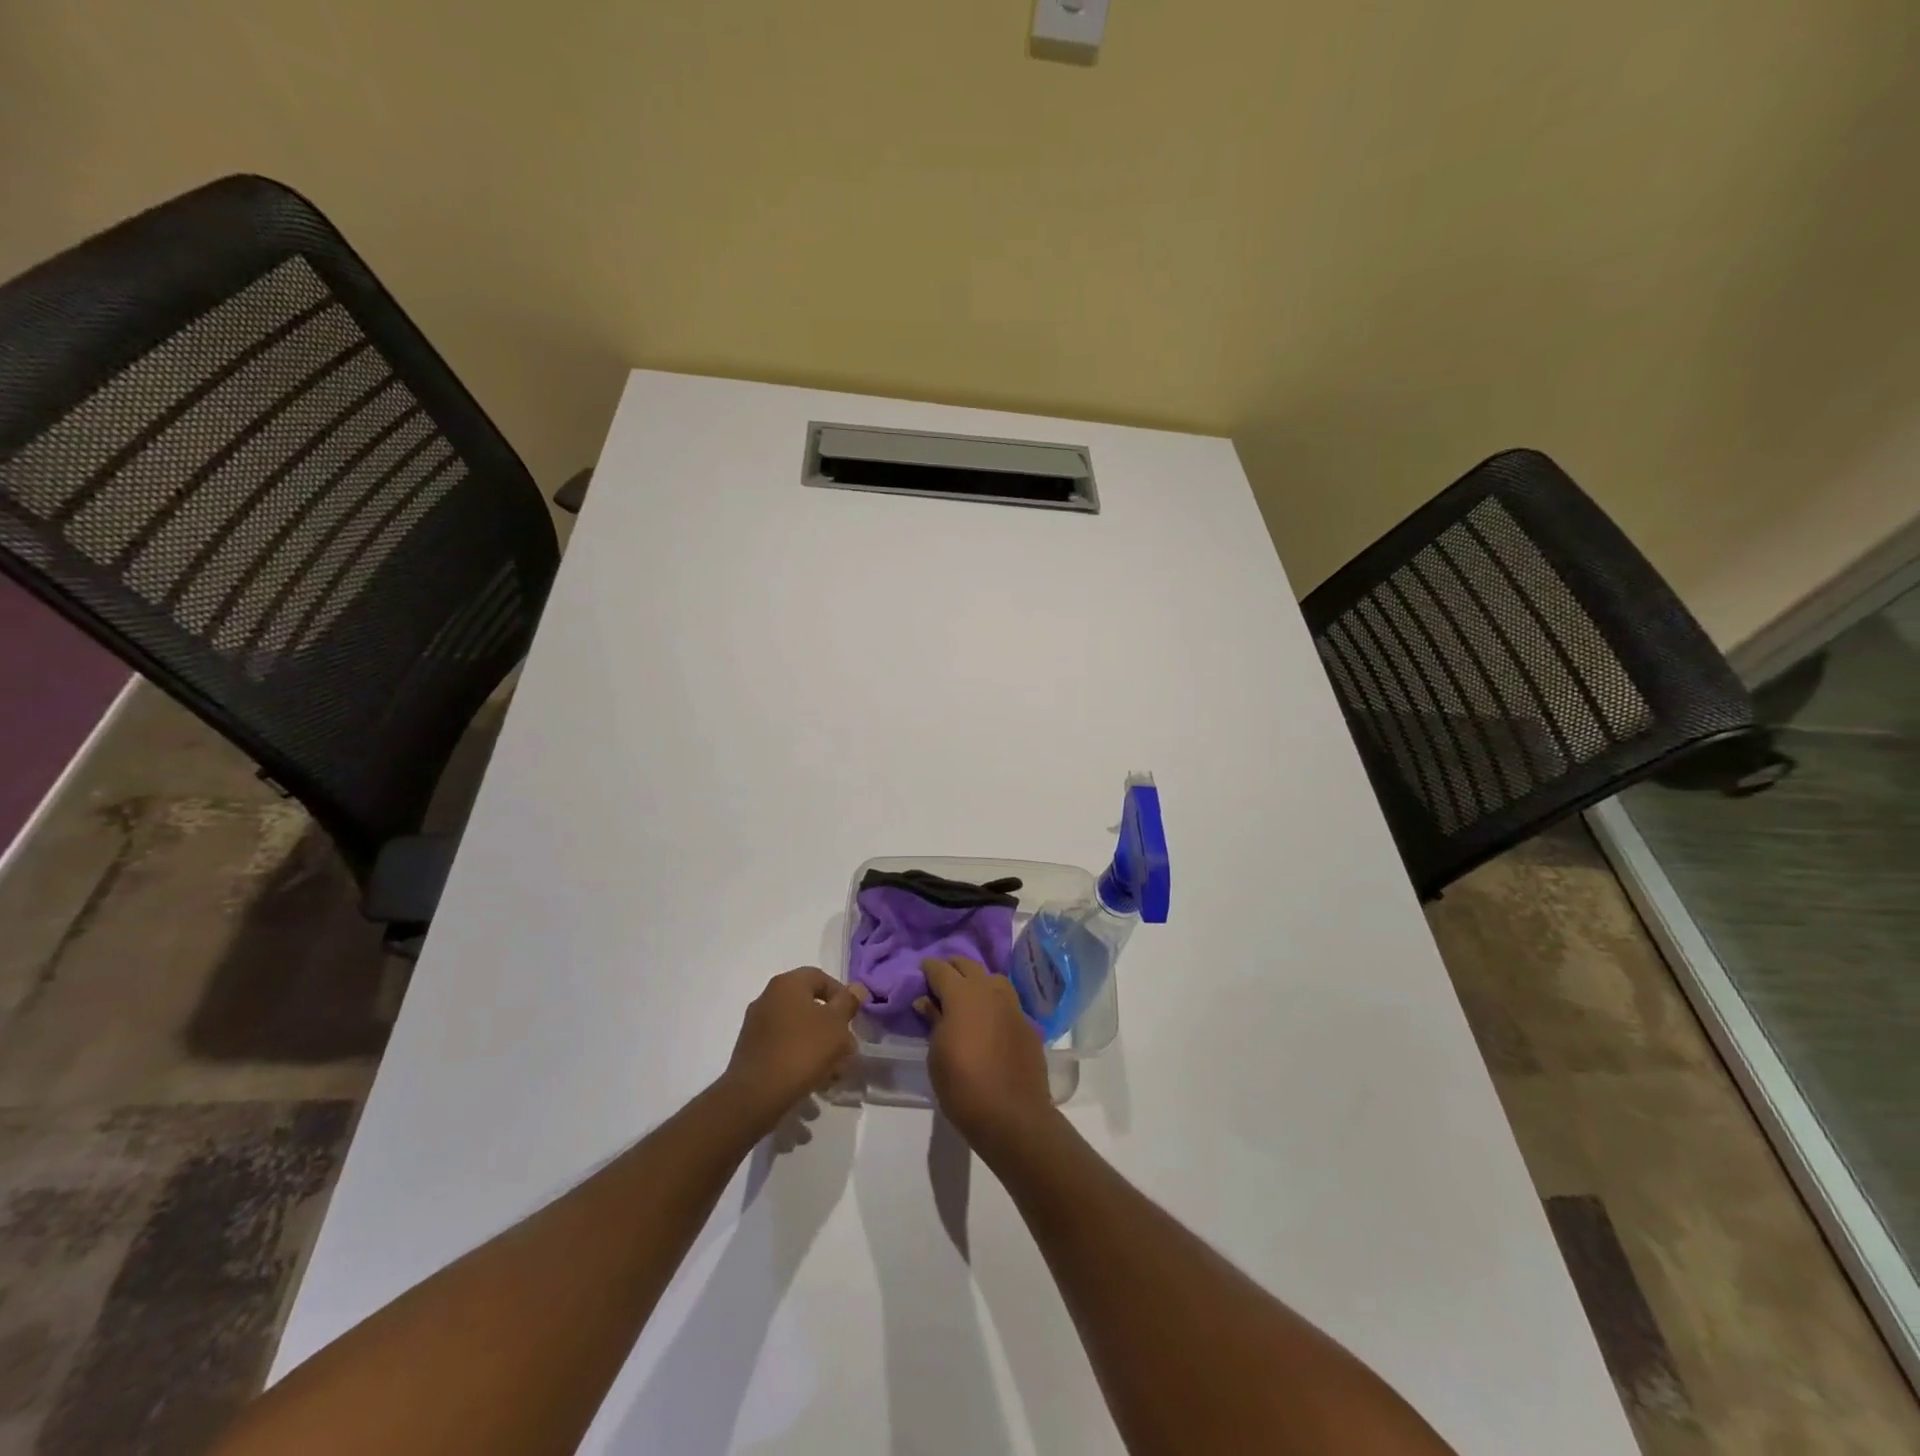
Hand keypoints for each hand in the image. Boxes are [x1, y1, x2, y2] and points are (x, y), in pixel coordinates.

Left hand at [721, 968, 867, 1127]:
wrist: (756, 1095)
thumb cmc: (802, 1050)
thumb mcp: (836, 1024)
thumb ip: (848, 1003)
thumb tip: (857, 988)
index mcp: (787, 984)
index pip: (820, 977)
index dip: (842, 996)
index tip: (854, 1019)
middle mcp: (768, 998)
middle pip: (810, 1006)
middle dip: (832, 1027)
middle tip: (847, 1050)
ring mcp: (757, 1025)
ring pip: (798, 1029)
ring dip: (819, 1046)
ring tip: (834, 1073)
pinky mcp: (751, 1051)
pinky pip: (784, 1047)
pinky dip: (801, 1058)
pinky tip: (814, 1081)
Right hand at [914, 956, 1054, 1152]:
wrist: (1012, 1115)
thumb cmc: (962, 1085)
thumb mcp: (937, 1054)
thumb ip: (933, 1021)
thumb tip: (927, 1001)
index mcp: (962, 994)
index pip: (941, 969)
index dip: (929, 969)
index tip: (921, 972)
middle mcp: (989, 991)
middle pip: (969, 966)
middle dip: (953, 967)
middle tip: (941, 980)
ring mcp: (1013, 1006)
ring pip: (993, 979)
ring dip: (978, 981)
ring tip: (967, 997)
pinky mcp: (1028, 1024)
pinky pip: (1008, 1003)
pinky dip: (995, 1004)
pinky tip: (989, 1021)